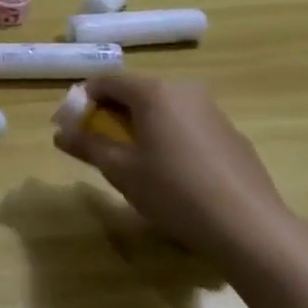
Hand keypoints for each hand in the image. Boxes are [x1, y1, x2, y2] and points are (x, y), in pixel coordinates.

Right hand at [53, 74, 302, 271]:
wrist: (248, 226)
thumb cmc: (173, 191)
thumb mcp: (121, 170)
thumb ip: (88, 145)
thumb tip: (60, 132)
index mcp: (155, 92)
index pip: (107, 81)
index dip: (82, 100)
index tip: (70, 126)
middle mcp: (185, 90)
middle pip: (136, 93)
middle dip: (110, 114)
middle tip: (96, 144)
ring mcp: (213, 111)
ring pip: (164, 109)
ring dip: (140, 126)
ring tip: (131, 160)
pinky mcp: (231, 135)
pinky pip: (187, 126)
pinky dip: (168, 138)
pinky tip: (170, 173)